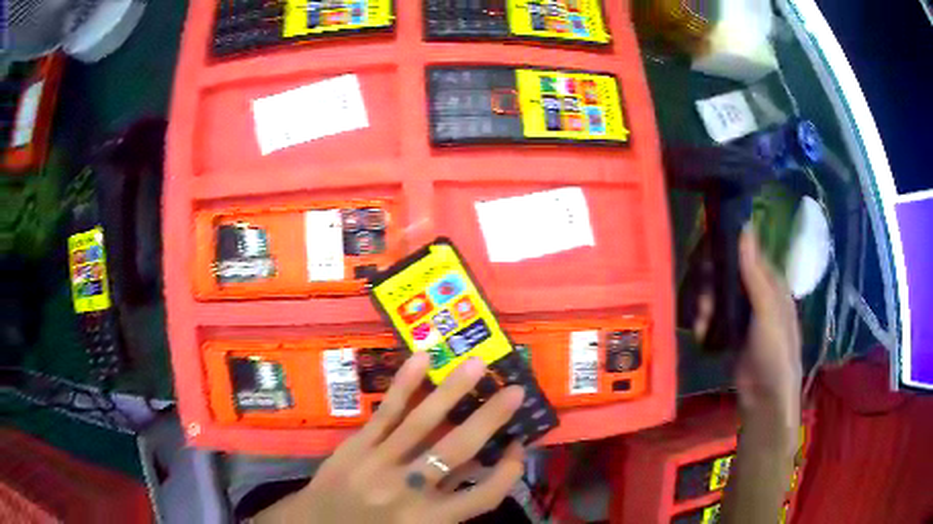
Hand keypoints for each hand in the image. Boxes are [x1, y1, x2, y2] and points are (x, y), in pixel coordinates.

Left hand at [254, 353, 525, 523]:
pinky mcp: (357, 445)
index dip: (508, 472)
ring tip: (477, 364)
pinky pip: (386, 412)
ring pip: (422, 423)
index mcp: (429, 520)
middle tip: (515, 390)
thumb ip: (448, 499)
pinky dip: (405, 385)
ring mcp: (379, 463)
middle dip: (490, 418)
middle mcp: (408, 491)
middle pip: (459, 451)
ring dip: (452, 390)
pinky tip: (422, 360)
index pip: (484, 496)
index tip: (518, 446)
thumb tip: (479, 462)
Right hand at [720, 228, 801, 523]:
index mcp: (771, 284)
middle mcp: (757, 295)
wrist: (764, 398)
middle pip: (728, 275)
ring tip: (702, 322)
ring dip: (706, 305)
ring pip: (718, 296)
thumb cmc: (775, 350)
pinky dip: (705, 322)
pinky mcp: (731, 334)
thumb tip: (745, 228)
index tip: (705, 252)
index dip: (727, 250)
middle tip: (704, 299)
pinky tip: (701, 332)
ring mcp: (743, 315)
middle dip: (712, 283)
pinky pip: (714, 318)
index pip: (747, 254)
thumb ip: (755, 273)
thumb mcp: (767, 310)